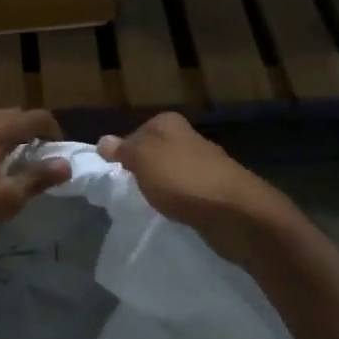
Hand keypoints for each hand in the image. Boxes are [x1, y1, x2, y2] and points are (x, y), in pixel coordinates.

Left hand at [0, 110, 72, 253]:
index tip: (59, 149)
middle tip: (38, 156)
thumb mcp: (2, 200)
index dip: (52, 130)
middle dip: (29, 131)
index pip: (34, 117)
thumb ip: (35, 179)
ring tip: (11, 162)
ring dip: (5, 136)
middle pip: (11, 115)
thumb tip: (65, 163)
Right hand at [97, 114, 294, 264]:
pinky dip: (179, 203)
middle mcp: (189, 138)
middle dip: (143, 170)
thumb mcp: (142, 159)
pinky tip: (173, 214)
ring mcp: (205, 165)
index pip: (136, 133)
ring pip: (171, 173)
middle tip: (128, 191)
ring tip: (149, 205)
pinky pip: (187, 194)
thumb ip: (123, 150)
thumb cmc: (182, 179)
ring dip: (162, 187)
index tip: (114, 174)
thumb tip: (103, 141)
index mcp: (169, 124)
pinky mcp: (216, 191)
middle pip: (155, 152)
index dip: (123, 153)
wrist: (235, 213)